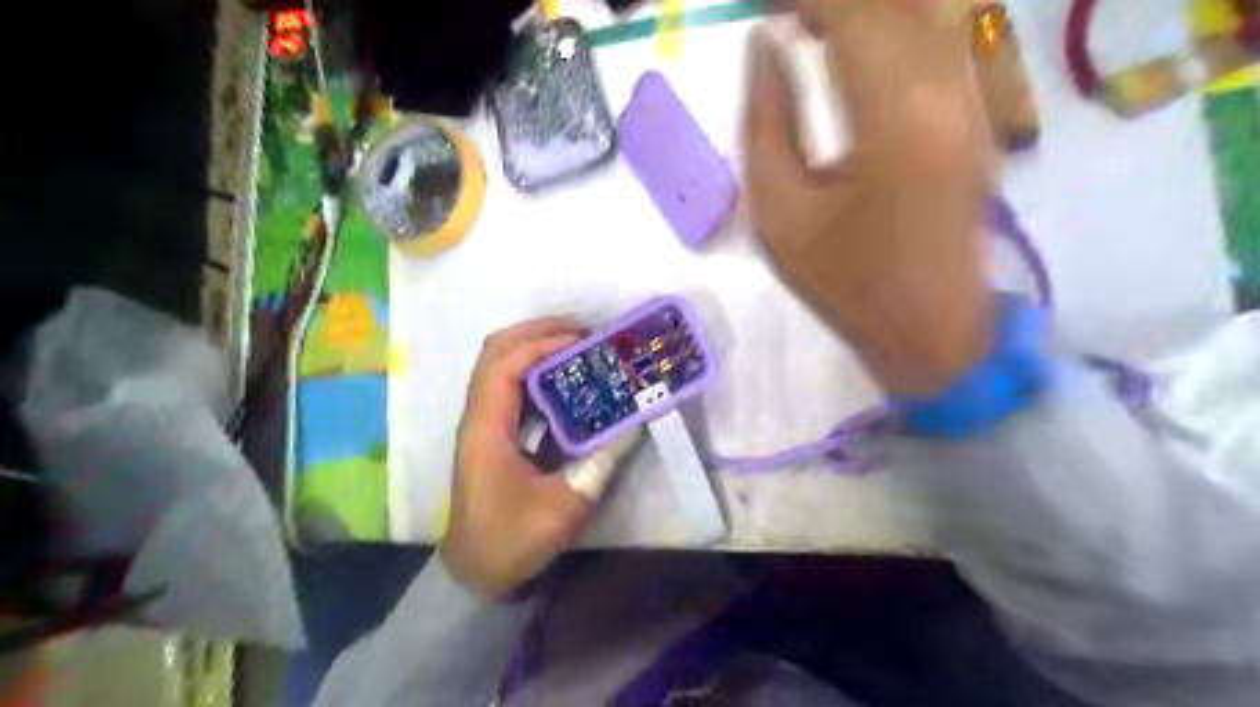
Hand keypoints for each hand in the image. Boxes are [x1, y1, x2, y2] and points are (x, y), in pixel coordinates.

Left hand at [439, 318, 639, 599]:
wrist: (475, 575)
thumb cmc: (511, 542)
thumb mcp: (564, 507)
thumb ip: (600, 463)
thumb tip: (634, 423)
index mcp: (486, 429)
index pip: (504, 365)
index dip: (543, 343)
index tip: (584, 341)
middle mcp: (479, 416)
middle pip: (496, 351)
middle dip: (539, 332)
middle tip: (585, 331)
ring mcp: (484, 423)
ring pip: (501, 365)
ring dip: (537, 347)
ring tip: (581, 347)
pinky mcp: (494, 434)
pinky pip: (511, 387)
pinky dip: (537, 371)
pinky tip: (569, 381)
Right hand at [740, 1, 998, 396]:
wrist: (932, 333)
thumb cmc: (845, 285)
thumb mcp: (779, 216)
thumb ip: (766, 123)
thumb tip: (763, 46)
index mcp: (894, 121)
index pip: (854, 12)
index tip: (762, 9)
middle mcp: (948, 92)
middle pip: (897, 1)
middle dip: (831, 0)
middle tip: (781, 17)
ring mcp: (973, 101)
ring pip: (924, 11)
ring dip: (864, 10)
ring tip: (807, 25)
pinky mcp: (977, 116)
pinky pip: (937, 39)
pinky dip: (890, 27)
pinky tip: (850, 44)